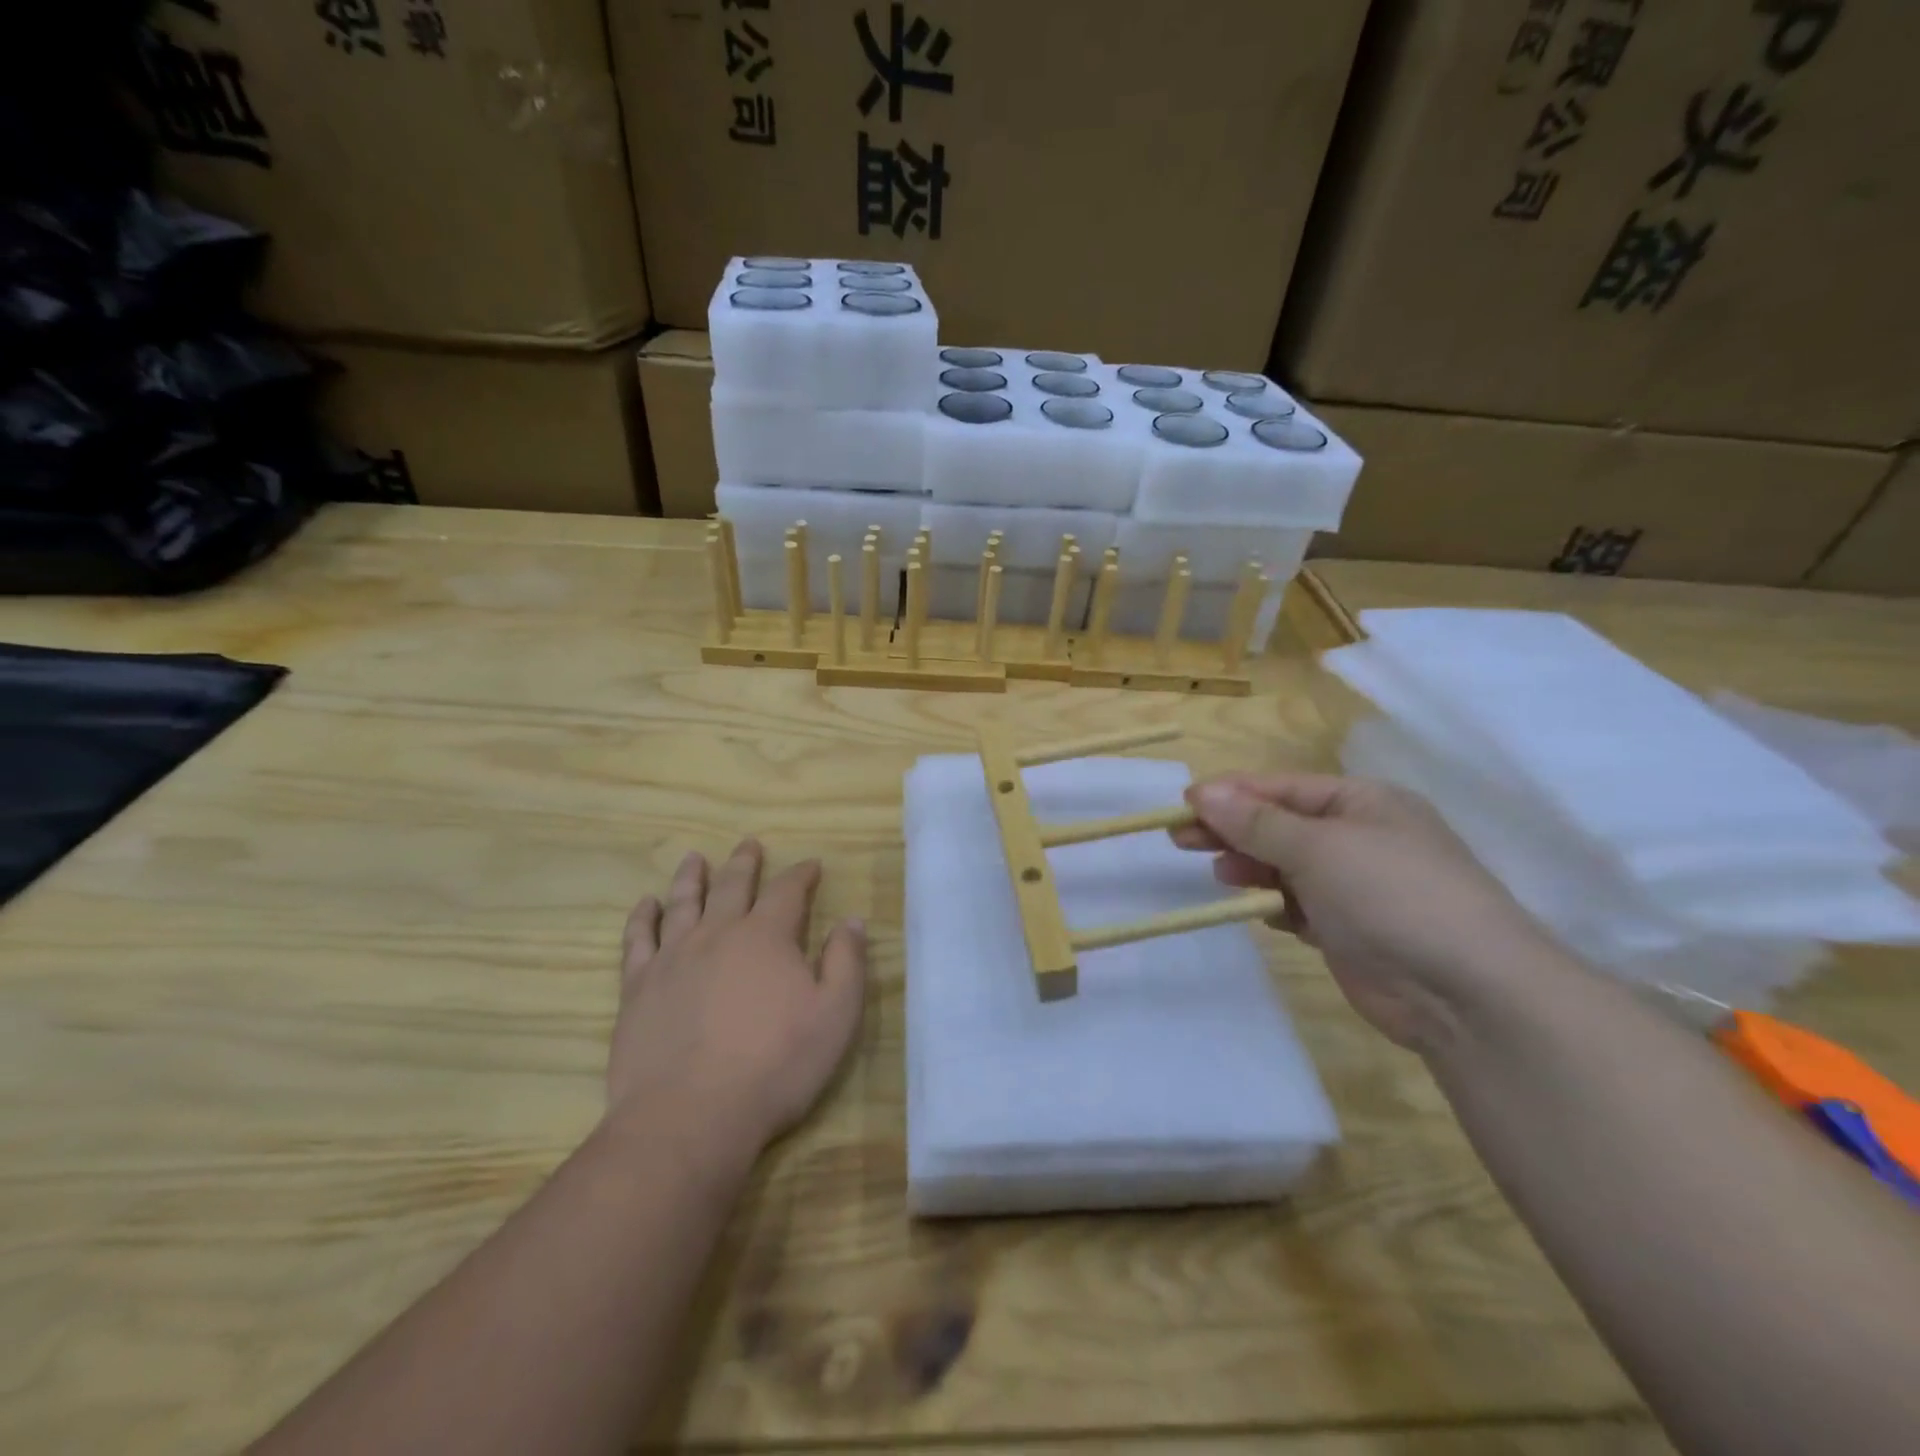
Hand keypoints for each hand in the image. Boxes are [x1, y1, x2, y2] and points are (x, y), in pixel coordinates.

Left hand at [609, 840, 866, 1156]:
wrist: (690, 1116)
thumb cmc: (775, 1066)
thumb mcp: (835, 1016)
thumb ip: (846, 963)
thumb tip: (851, 921)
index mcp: (766, 937)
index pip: (788, 891)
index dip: (801, 874)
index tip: (812, 865)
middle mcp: (718, 934)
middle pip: (732, 886)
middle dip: (745, 863)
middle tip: (749, 844)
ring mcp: (673, 958)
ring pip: (683, 903)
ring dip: (692, 877)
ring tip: (695, 858)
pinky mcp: (638, 987)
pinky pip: (638, 939)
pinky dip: (643, 917)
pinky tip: (646, 904)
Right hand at [1173, 773, 1563, 1051]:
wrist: (1467, 992)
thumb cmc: (1391, 895)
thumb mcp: (1318, 847)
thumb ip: (1255, 822)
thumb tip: (1201, 791)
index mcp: (1364, 802)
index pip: (1283, 788)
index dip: (1232, 794)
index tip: (1184, 804)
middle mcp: (1361, 838)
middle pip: (1280, 826)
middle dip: (1233, 831)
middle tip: (1180, 840)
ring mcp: (1357, 887)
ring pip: (1286, 867)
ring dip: (1252, 868)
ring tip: (1221, 875)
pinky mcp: (1351, 932)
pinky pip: (1299, 906)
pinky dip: (1276, 905)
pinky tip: (1258, 910)